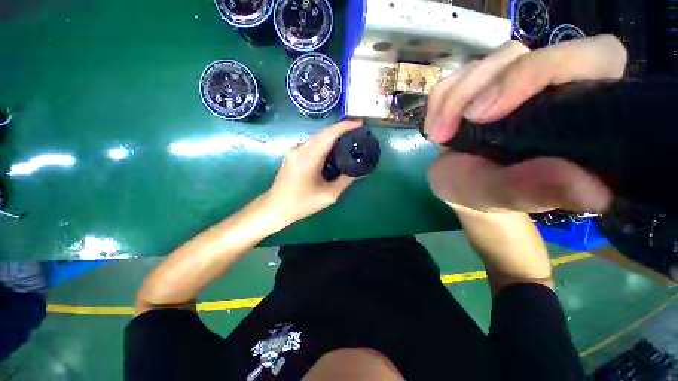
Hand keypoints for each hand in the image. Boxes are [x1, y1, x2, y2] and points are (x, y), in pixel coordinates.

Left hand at [265, 119, 362, 224]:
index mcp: (309, 157)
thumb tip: (359, 171)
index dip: (345, 126)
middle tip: (357, 131)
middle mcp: (300, 149)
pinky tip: (333, 149)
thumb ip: (345, 181)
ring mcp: (295, 151)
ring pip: (317, 137)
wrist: (275, 208)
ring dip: (333, 135)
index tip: (360, 123)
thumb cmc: (301, 203)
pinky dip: (324, 143)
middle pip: (323, 133)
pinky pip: (312, 144)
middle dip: (341, 129)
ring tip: (348, 139)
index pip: (329, 134)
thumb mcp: (328, 195)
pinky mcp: (293, 155)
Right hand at [424, 35, 626, 212]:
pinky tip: (435, 129)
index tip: (484, 115)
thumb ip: (539, 190)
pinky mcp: (484, 85)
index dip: (541, 70)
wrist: (458, 186)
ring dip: (452, 100)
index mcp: (584, 114)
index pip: (596, 57)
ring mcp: (516, 81)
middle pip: (525, 54)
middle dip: (477, 89)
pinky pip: (458, 75)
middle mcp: (556, 86)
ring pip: (488, 63)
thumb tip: (595, 194)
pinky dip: (439, 101)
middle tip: (448, 132)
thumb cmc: (485, 195)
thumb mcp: (505, 197)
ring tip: (438, 137)